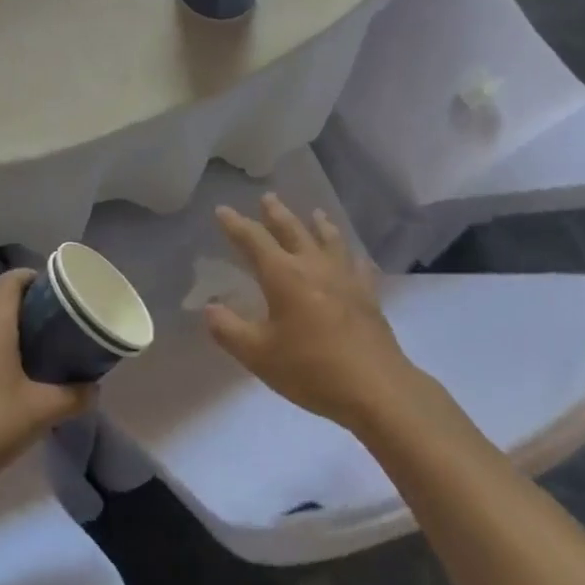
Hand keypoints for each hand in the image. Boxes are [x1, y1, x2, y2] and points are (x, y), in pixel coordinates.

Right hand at [207, 195, 416, 430]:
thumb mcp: (258, 355)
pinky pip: (358, 265)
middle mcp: (314, 266)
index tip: (222, 210)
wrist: (375, 387)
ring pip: (329, 240)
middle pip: (293, 230)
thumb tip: (210, 307)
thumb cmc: (310, 369)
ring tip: (315, 213)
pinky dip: (351, 255)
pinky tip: (354, 256)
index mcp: (283, 275)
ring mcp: (345, 278)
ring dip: (318, 224)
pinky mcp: (367, 294)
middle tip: (268, 197)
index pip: (254, 240)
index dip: (236, 225)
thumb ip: (229, 329)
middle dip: (277, 213)